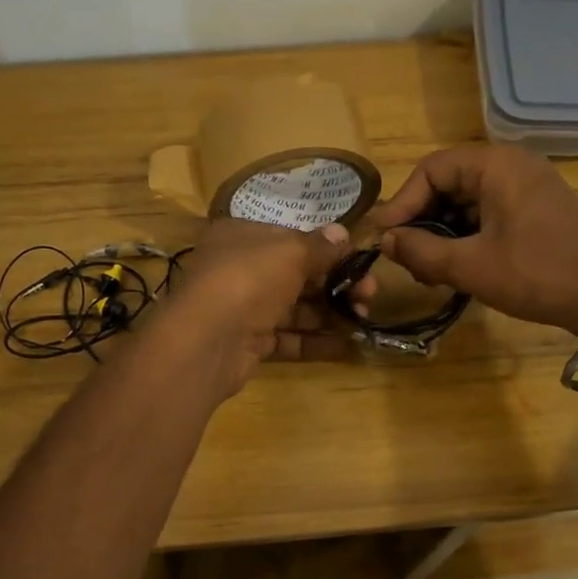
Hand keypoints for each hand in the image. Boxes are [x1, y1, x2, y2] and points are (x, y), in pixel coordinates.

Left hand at [153, 218, 369, 398]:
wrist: (208, 340)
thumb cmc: (249, 279)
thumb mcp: (290, 252)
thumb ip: (320, 246)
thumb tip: (342, 233)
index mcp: (243, 236)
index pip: (291, 239)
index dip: (327, 250)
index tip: (359, 263)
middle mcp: (240, 269)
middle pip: (297, 275)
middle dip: (336, 285)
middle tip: (369, 296)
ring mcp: (243, 308)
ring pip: (294, 309)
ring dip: (330, 314)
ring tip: (363, 320)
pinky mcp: (248, 343)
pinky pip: (288, 339)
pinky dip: (315, 342)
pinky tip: (347, 345)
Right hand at [370, 145, 577, 337]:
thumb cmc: (536, 275)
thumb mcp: (469, 266)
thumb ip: (420, 250)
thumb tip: (385, 241)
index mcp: (496, 165)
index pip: (431, 170)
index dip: (403, 203)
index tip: (384, 238)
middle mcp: (511, 164)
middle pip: (448, 183)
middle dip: (421, 221)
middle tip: (405, 258)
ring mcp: (528, 185)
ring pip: (466, 201)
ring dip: (442, 232)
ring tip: (429, 271)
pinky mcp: (537, 208)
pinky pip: (488, 212)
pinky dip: (466, 236)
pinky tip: (457, 267)